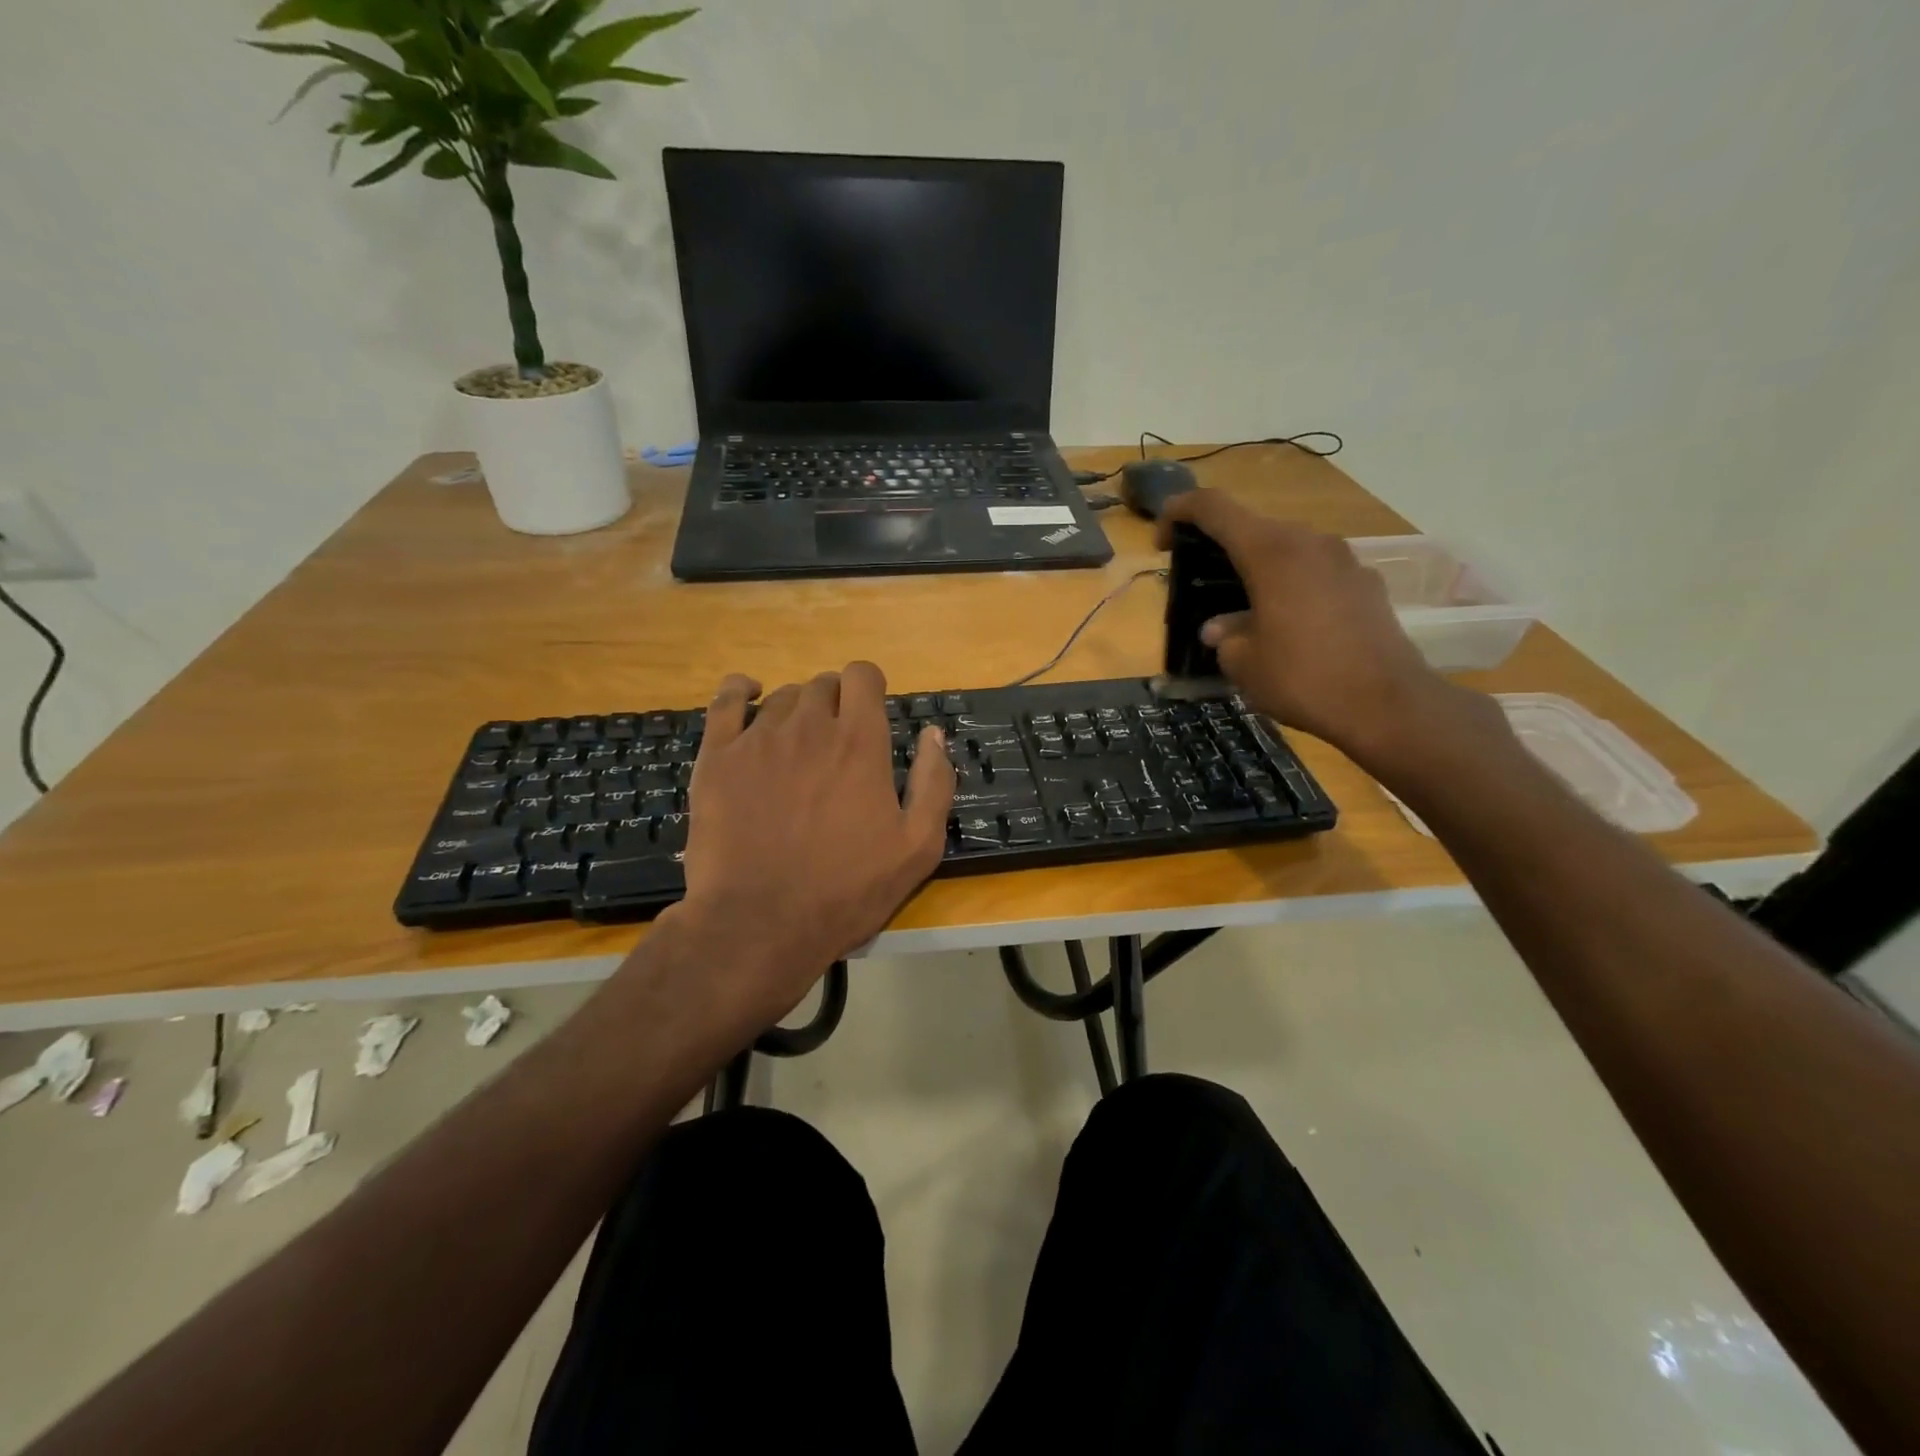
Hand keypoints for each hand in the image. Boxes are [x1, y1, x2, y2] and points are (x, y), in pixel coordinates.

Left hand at [673, 662, 953, 1026]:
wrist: (759, 924)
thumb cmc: (845, 891)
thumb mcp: (917, 848)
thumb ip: (934, 783)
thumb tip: (933, 734)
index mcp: (859, 742)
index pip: (863, 676)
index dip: (869, 688)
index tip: (870, 713)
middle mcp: (809, 727)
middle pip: (823, 685)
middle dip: (835, 703)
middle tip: (836, 744)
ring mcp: (758, 739)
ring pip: (781, 696)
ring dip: (796, 710)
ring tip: (796, 746)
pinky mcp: (717, 757)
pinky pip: (726, 702)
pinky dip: (740, 691)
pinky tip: (747, 697)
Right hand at [1157, 490, 1474, 769]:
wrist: (1386, 704)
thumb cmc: (1302, 678)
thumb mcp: (1244, 663)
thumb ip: (1225, 636)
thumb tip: (1219, 629)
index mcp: (1271, 551)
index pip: (1215, 508)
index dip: (1179, 512)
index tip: (1161, 539)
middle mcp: (1309, 542)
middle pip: (1253, 528)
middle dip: (1220, 548)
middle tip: (1200, 582)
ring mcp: (1344, 560)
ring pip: (1287, 550)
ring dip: (1257, 570)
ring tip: (1242, 610)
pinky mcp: (1366, 584)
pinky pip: (1315, 572)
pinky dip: (1291, 586)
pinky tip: (1287, 626)